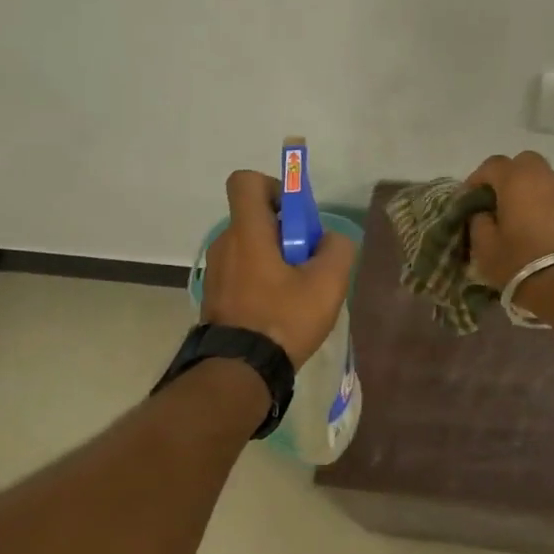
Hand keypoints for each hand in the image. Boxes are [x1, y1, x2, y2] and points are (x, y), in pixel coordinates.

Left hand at [200, 171, 355, 368]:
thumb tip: (329, 240)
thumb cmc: (283, 319)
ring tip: (299, 290)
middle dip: (286, 230)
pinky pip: (244, 270)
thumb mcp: (328, 283)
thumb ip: (337, 249)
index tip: (296, 215)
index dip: (274, 186)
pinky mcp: (216, 295)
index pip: (246, 181)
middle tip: (309, 260)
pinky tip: (282, 308)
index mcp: (248, 232)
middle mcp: (225, 244)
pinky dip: (263, 278)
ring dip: (276, 257)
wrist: (239, 372)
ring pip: (252, 246)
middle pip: (256, 217)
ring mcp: (217, 271)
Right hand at [465, 151, 553, 296]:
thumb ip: (478, 222)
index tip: (467, 201)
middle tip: (494, 200)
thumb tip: (483, 213)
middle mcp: (542, 176)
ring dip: (526, 188)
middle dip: (506, 176)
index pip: (491, 165)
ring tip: (514, 214)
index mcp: (516, 179)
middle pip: (522, 162)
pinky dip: (541, 201)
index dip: (476, 180)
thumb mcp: (485, 247)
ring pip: (541, 177)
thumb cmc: (520, 262)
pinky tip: (533, 224)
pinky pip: (553, 194)